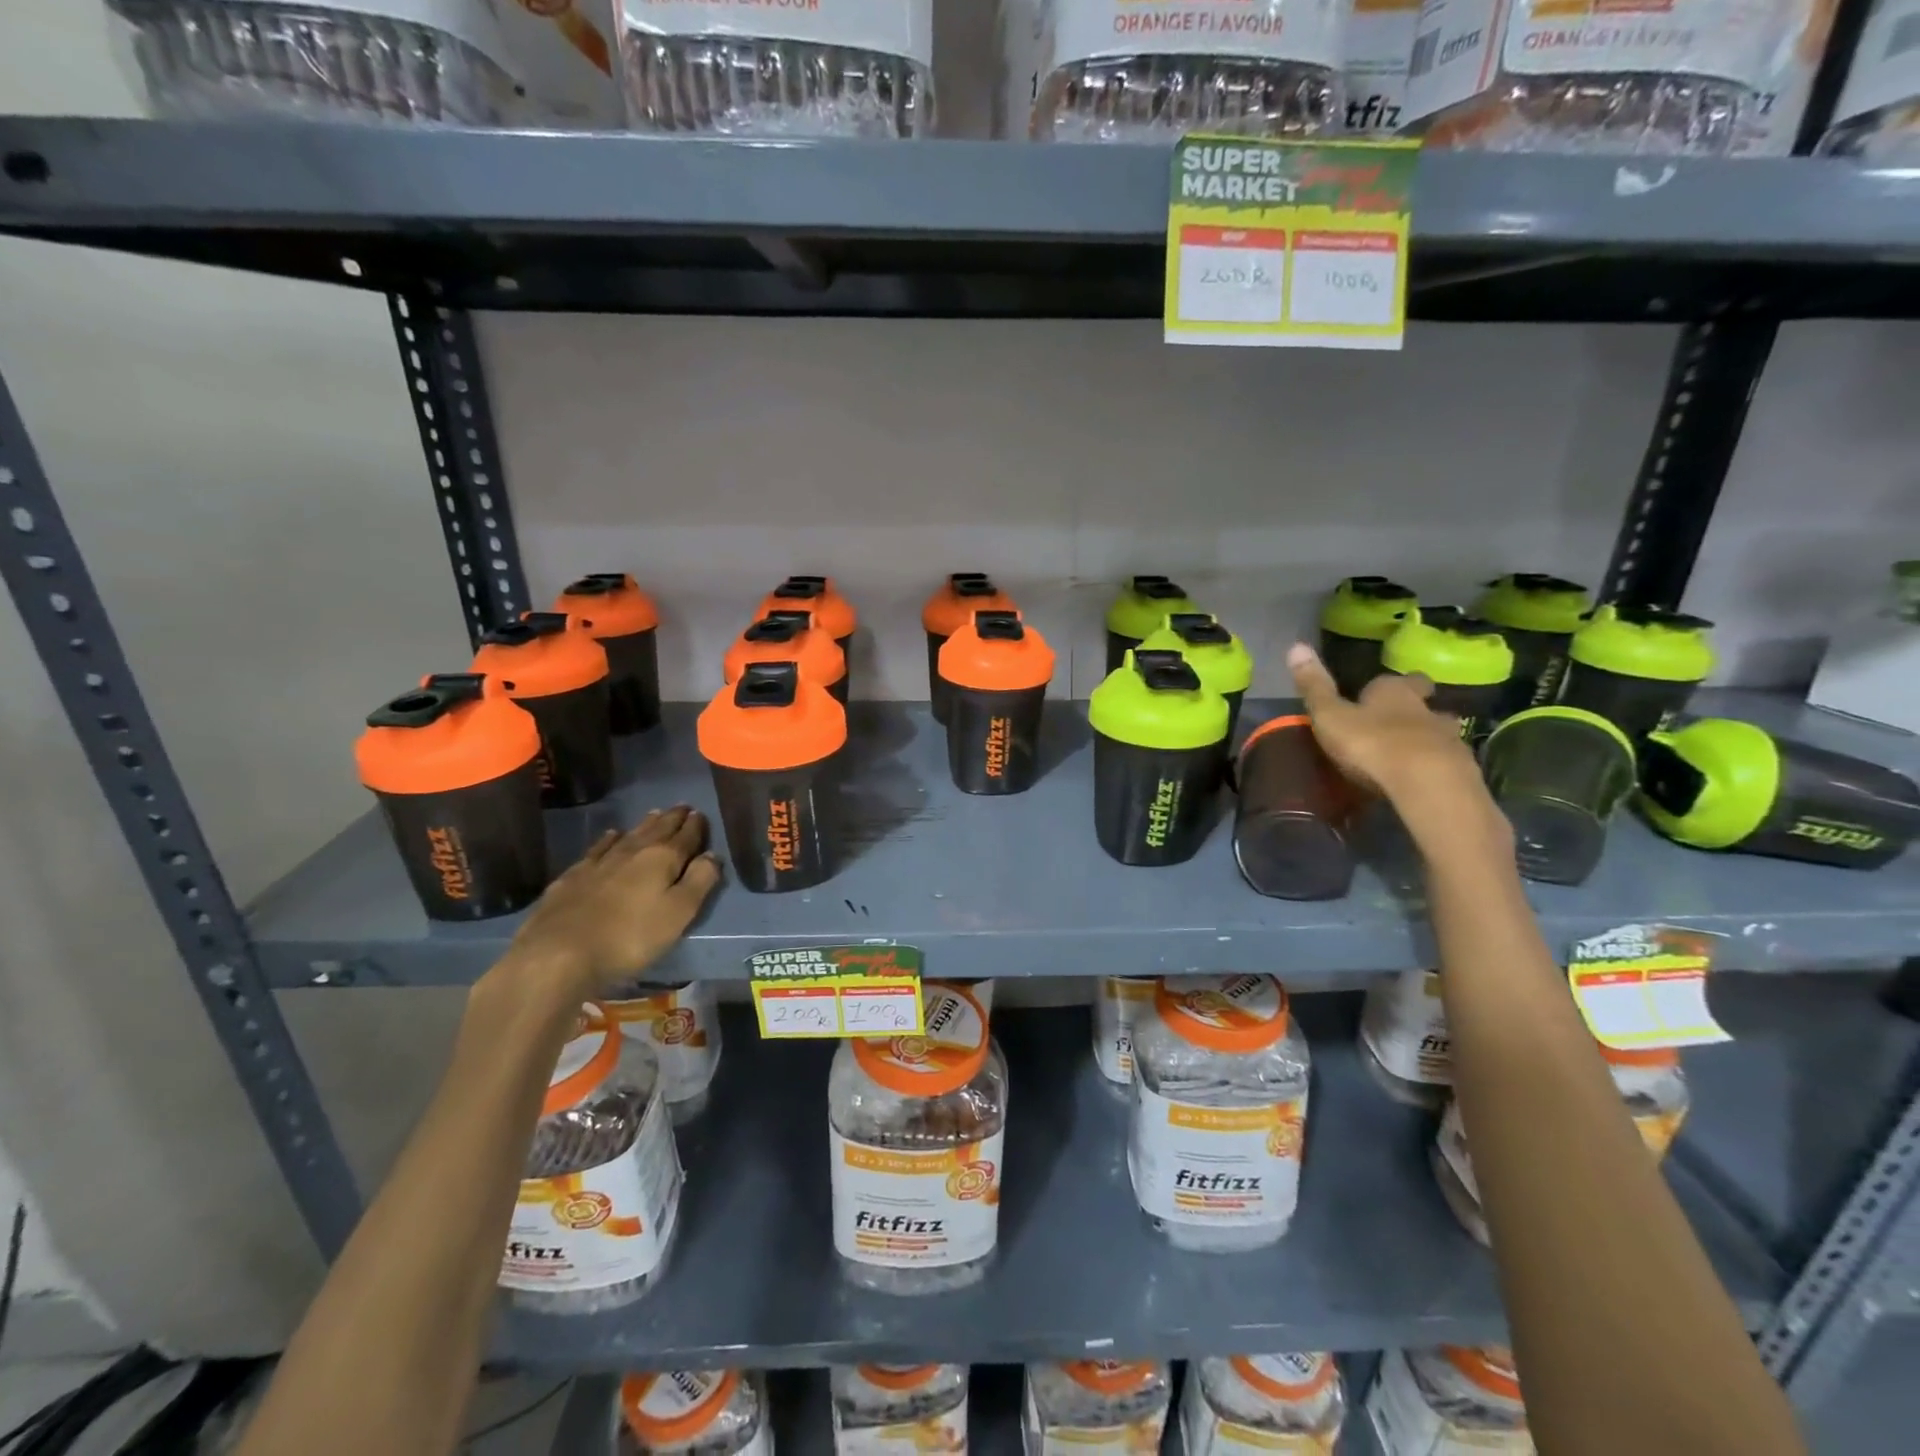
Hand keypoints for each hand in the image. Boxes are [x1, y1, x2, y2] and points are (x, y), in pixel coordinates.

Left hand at [505, 806, 721, 1000]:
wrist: (558, 953)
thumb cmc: (630, 937)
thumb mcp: (679, 913)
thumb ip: (700, 881)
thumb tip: (713, 855)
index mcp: (663, 859)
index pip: (686, 836)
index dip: (696, 826)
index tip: (701, 814)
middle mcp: (633, 851)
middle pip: (658, 829)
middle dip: (672, 818)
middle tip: (682, 807)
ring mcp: (600, 862)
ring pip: (629, 835)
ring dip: (645, 825)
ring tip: (655, 814)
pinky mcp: (573, 876)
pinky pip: (599, 848)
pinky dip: (609, 839)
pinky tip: (611, 836)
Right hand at [1286, 643, 1506, 851]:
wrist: (1426, 783)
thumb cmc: (1371, 744)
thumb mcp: (1330, 715)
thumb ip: (1315, 686)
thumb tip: (1296, 646)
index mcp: (1393, 692)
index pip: (1394, 681)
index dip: (1384, 687)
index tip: (1374, 694)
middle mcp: (1425, 708)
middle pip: (1423, 701)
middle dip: (1414, 707)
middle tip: (1397, 721)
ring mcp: (1448, 738)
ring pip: (1439, 731)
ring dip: (1427, 738)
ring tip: (1410, 754)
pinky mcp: (1460, 769)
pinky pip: (1447, 762)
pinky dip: (1435, 766)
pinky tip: (1422, 779)